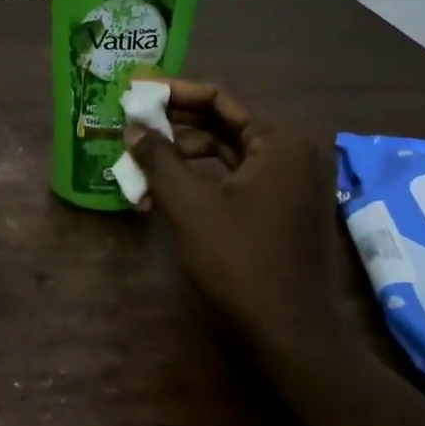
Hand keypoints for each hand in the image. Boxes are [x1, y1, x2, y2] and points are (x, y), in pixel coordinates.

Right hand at [127, 80, 352, 356]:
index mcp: (279, 141)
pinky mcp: (281, 209)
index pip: (220, 99)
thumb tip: (133, 127)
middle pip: (223, 124)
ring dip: (182, 157)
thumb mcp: (189, 205)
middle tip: (132, 126)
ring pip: (226, 154)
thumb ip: (159, 159)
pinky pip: (235, 180)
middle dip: (174, 127)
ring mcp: (289, 183)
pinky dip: (200, 180)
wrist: (286, 331)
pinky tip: (164, 191)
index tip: (136, 93)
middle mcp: (292, 153)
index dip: (174, 94)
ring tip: (140, 163)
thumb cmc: (239, 259)